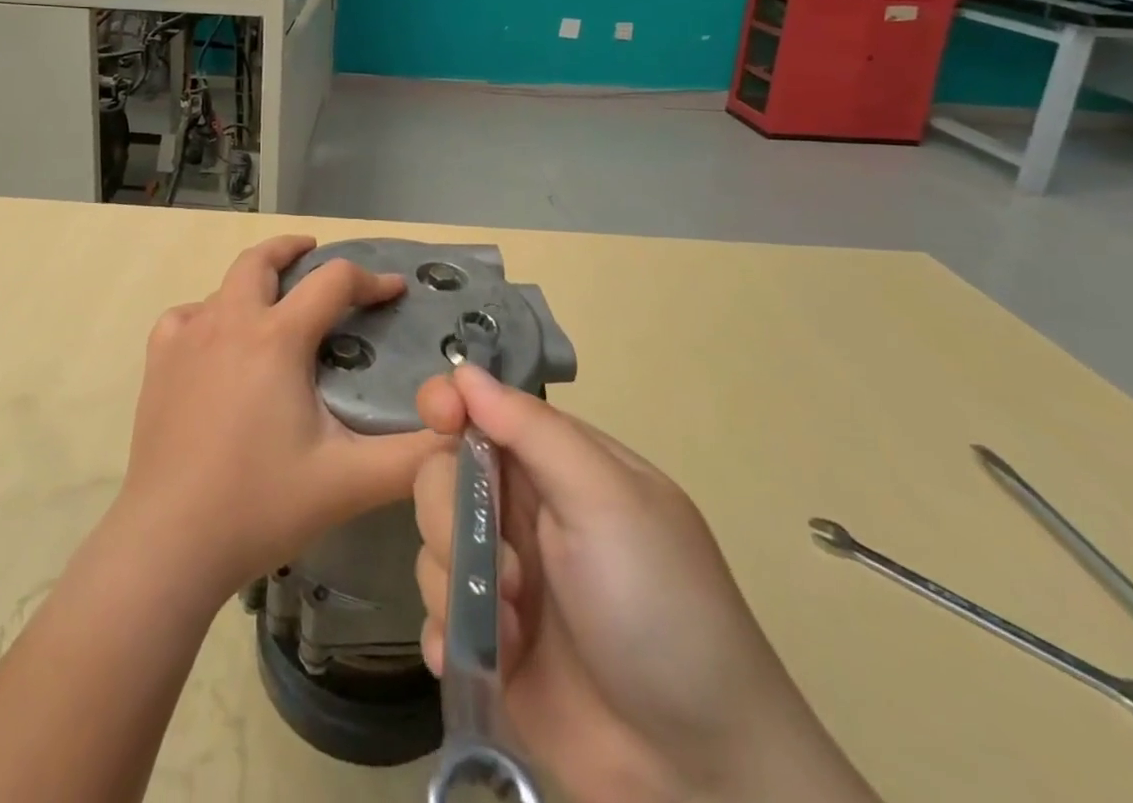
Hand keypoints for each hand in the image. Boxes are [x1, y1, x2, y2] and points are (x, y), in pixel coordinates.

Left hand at [113, 235, 448, 605]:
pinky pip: (185, 316)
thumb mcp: (349, 481)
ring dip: (254, 282)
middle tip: (316, 255)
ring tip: (274, 302)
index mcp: (277, 338)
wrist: (170, 542)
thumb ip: (413, 456)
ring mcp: (187, 338)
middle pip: (261, 259)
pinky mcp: (158, 362)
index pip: (333, 282)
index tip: (395, 290)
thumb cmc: (261, 504)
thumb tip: (461, 430)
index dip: (371, 280)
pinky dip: (207, 313)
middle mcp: (229, 322)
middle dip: (293, 248)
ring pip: (224, 286)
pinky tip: (216, 339)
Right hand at [413, 366, 878, 802]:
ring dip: (458, 586)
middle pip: (440, 475)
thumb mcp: (607, 501)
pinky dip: (446, 634)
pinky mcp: (487, 642)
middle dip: (454, 517)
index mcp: (555, 465)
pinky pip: (433, 615)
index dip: (449, 406)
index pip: (482, 410)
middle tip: (506, 569)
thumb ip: (532, 430)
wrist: (701, 774)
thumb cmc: (660, 608)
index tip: (438, 420)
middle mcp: (522, 511)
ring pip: (431, 543)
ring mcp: (501, 578)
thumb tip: (464, 370)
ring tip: (513, 632)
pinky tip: (477, 660)